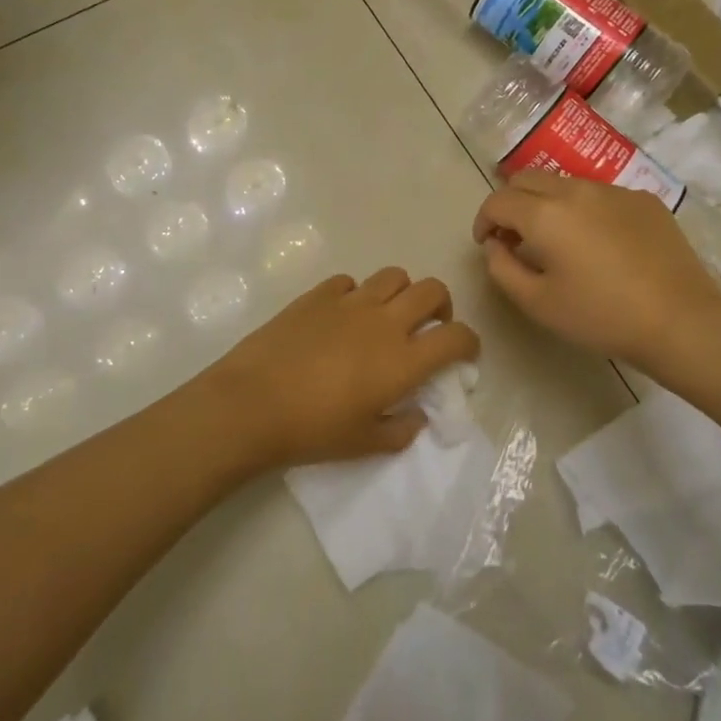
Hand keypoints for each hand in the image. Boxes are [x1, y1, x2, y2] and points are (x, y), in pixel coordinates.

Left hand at [199, 268, 479, 469]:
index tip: (463, 354)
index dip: (469, 342)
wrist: (252, 404)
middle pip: (431, 290)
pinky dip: (356, 294)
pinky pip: (349, 281)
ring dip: (401, 293)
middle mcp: (384, 322)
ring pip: (394, 276)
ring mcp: (350, 302)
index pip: (456, 337)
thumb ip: (401, 429)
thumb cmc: (312, 430)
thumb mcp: (365, 444)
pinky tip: (342, 315)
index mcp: (403, 360)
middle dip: (441, 305)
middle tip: (428, 326)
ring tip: (387, 315)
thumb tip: (416, 415)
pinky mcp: (318, 295)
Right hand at [472, 172, 720, 370]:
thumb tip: (496, 244)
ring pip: (564, 183)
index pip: (498, 200)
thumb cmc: (600, 316)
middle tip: (514, 236)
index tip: (487, 243)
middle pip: (527, 179)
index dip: (483, 220)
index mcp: (544, 213)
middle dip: (511, 203)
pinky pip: (599, 194)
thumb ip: (502, 268)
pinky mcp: (643, 199)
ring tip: (556, 239)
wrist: (679, 320)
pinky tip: (598, 243)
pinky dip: (583, 209)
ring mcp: (613, 190)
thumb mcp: (536, 303)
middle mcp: (575, 190)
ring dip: (547, 203)